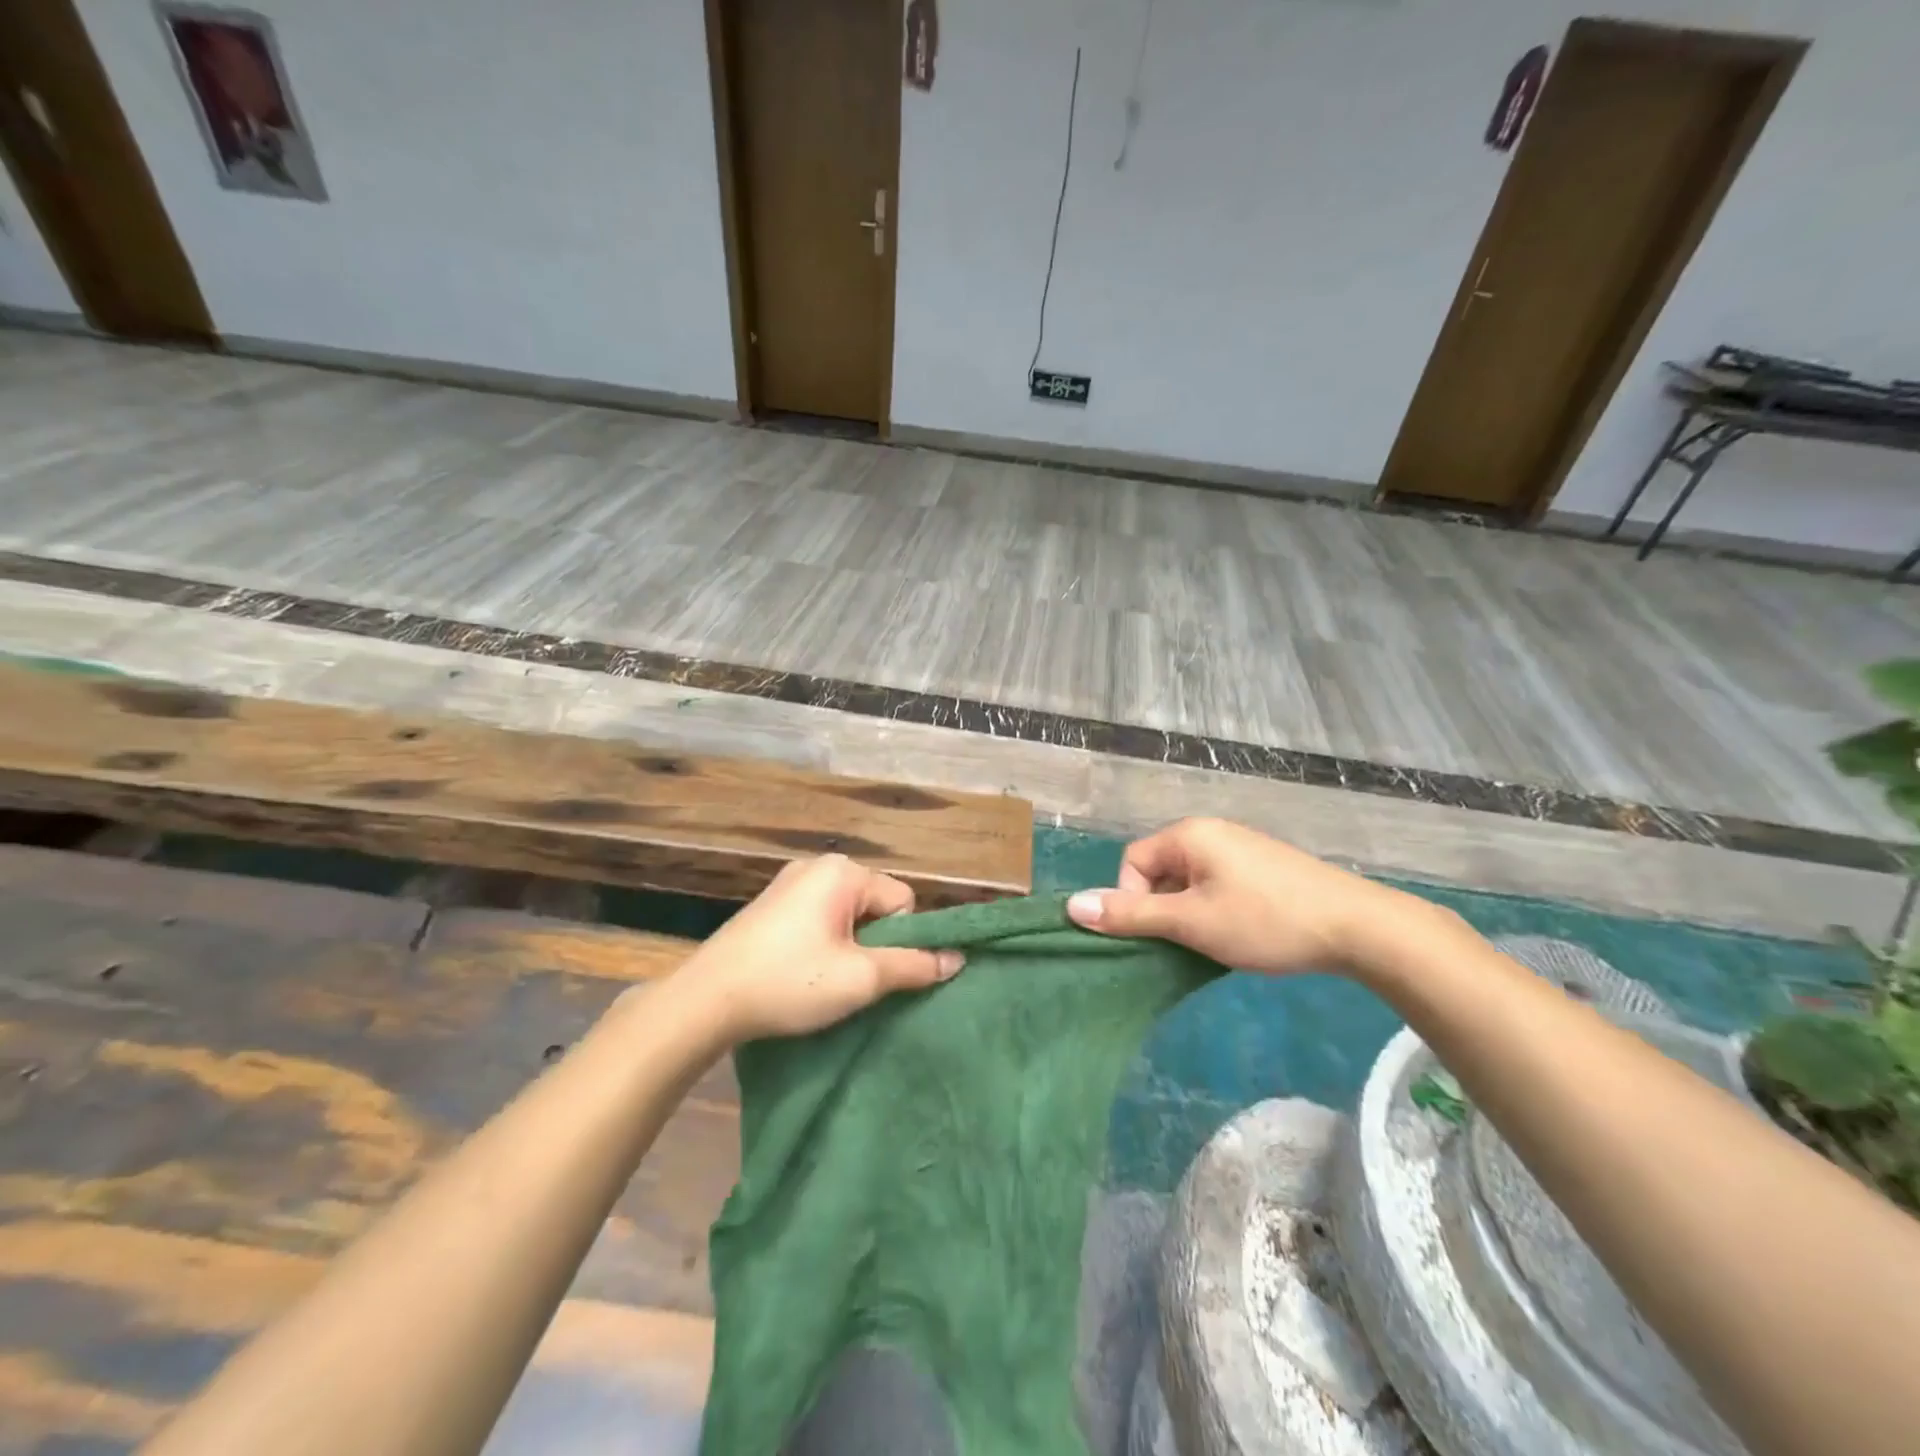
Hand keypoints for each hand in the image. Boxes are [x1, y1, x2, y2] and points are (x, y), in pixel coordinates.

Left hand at [679, 854, 963, 1042]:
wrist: (705, 1001)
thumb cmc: (790, 982)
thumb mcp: (861, 978)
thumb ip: (914, 965)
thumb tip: (958, 959)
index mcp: (842, 871)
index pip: (902, 901)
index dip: (898, 941)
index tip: (871, 972)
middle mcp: (817, 865)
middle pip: (875, 905)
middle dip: (872, 942)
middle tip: (847, 979)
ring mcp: (789, 882)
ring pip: (847, 914)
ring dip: (847, 946)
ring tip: (822, 979)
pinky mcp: (770, 904)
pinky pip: (818, 917)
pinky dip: (821, 943)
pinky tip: (800, 971)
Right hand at [1066, 818, 1419, 974]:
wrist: (1358, 927)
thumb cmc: (1264, 920)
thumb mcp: (1191, 922)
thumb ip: (1131, 914)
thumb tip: (1072, 906)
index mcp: (1188, 834)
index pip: (1132, 862)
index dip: (1133, 900)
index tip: (1161, 934)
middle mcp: (1211, 832)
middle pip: (1159, 870)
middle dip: (1162, 909)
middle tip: (1185, 943)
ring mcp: (1240, 848)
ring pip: (1189, 882)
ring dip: (1188, 914)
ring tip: (1214, 943)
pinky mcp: (1263, 867)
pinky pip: (1216, 885)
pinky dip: (1214, 910)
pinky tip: (1238, 935)